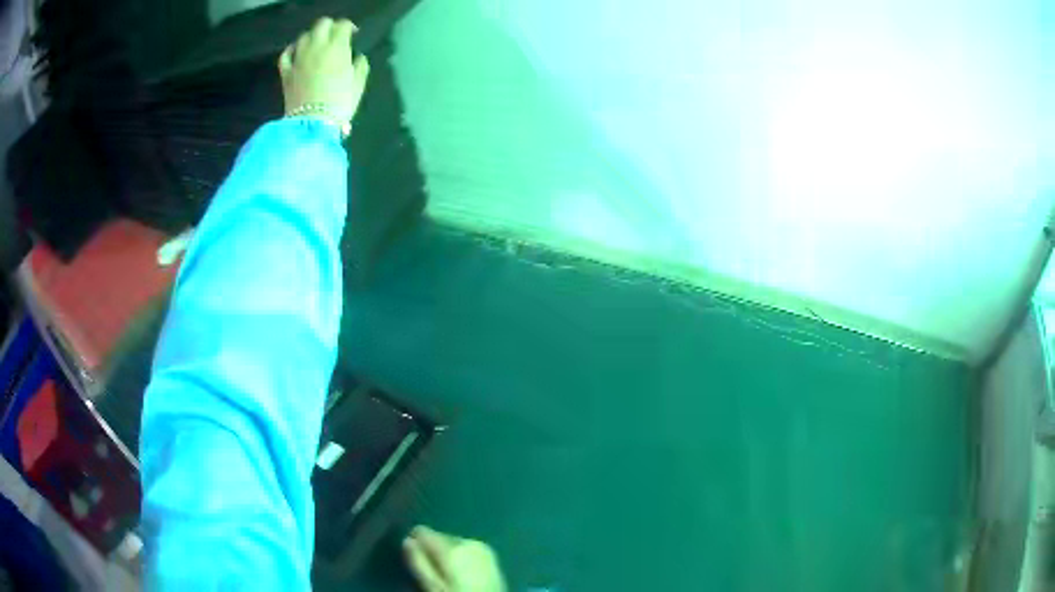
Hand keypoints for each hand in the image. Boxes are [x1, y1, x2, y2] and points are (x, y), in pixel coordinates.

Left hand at [278, 17, 369, 125]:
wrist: (313, 123)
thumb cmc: (340, 103)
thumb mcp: (358, 84)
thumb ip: (360, 65)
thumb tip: (357, 57)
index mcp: (337, 47)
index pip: (342, 26)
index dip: (349, 27)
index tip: (353, 34)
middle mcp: (316, 47)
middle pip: (322, 24)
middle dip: (330, 26)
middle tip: (335, 36)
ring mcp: (298, 59)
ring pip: (304, 36)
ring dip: (312, 36)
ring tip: (317, 43)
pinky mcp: (286, 72)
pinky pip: (286, 54)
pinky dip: (291, 50)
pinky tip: (296, 51)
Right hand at [403, 526, 506, 591]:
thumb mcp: (433, 586)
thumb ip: (419, 562)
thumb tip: (407, 540)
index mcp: (452, 547)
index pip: (423, 531)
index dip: (415, 542)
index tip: (414, 557)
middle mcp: (467, 541)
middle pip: (439, 537)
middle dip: (432, 550)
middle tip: (433, 570)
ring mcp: (482, 546)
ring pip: (452, 542)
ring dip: (446, 553)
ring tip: (446, 573)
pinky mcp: (490, 554)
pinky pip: (466, 548)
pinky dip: (460, 556)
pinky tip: (460, 572)